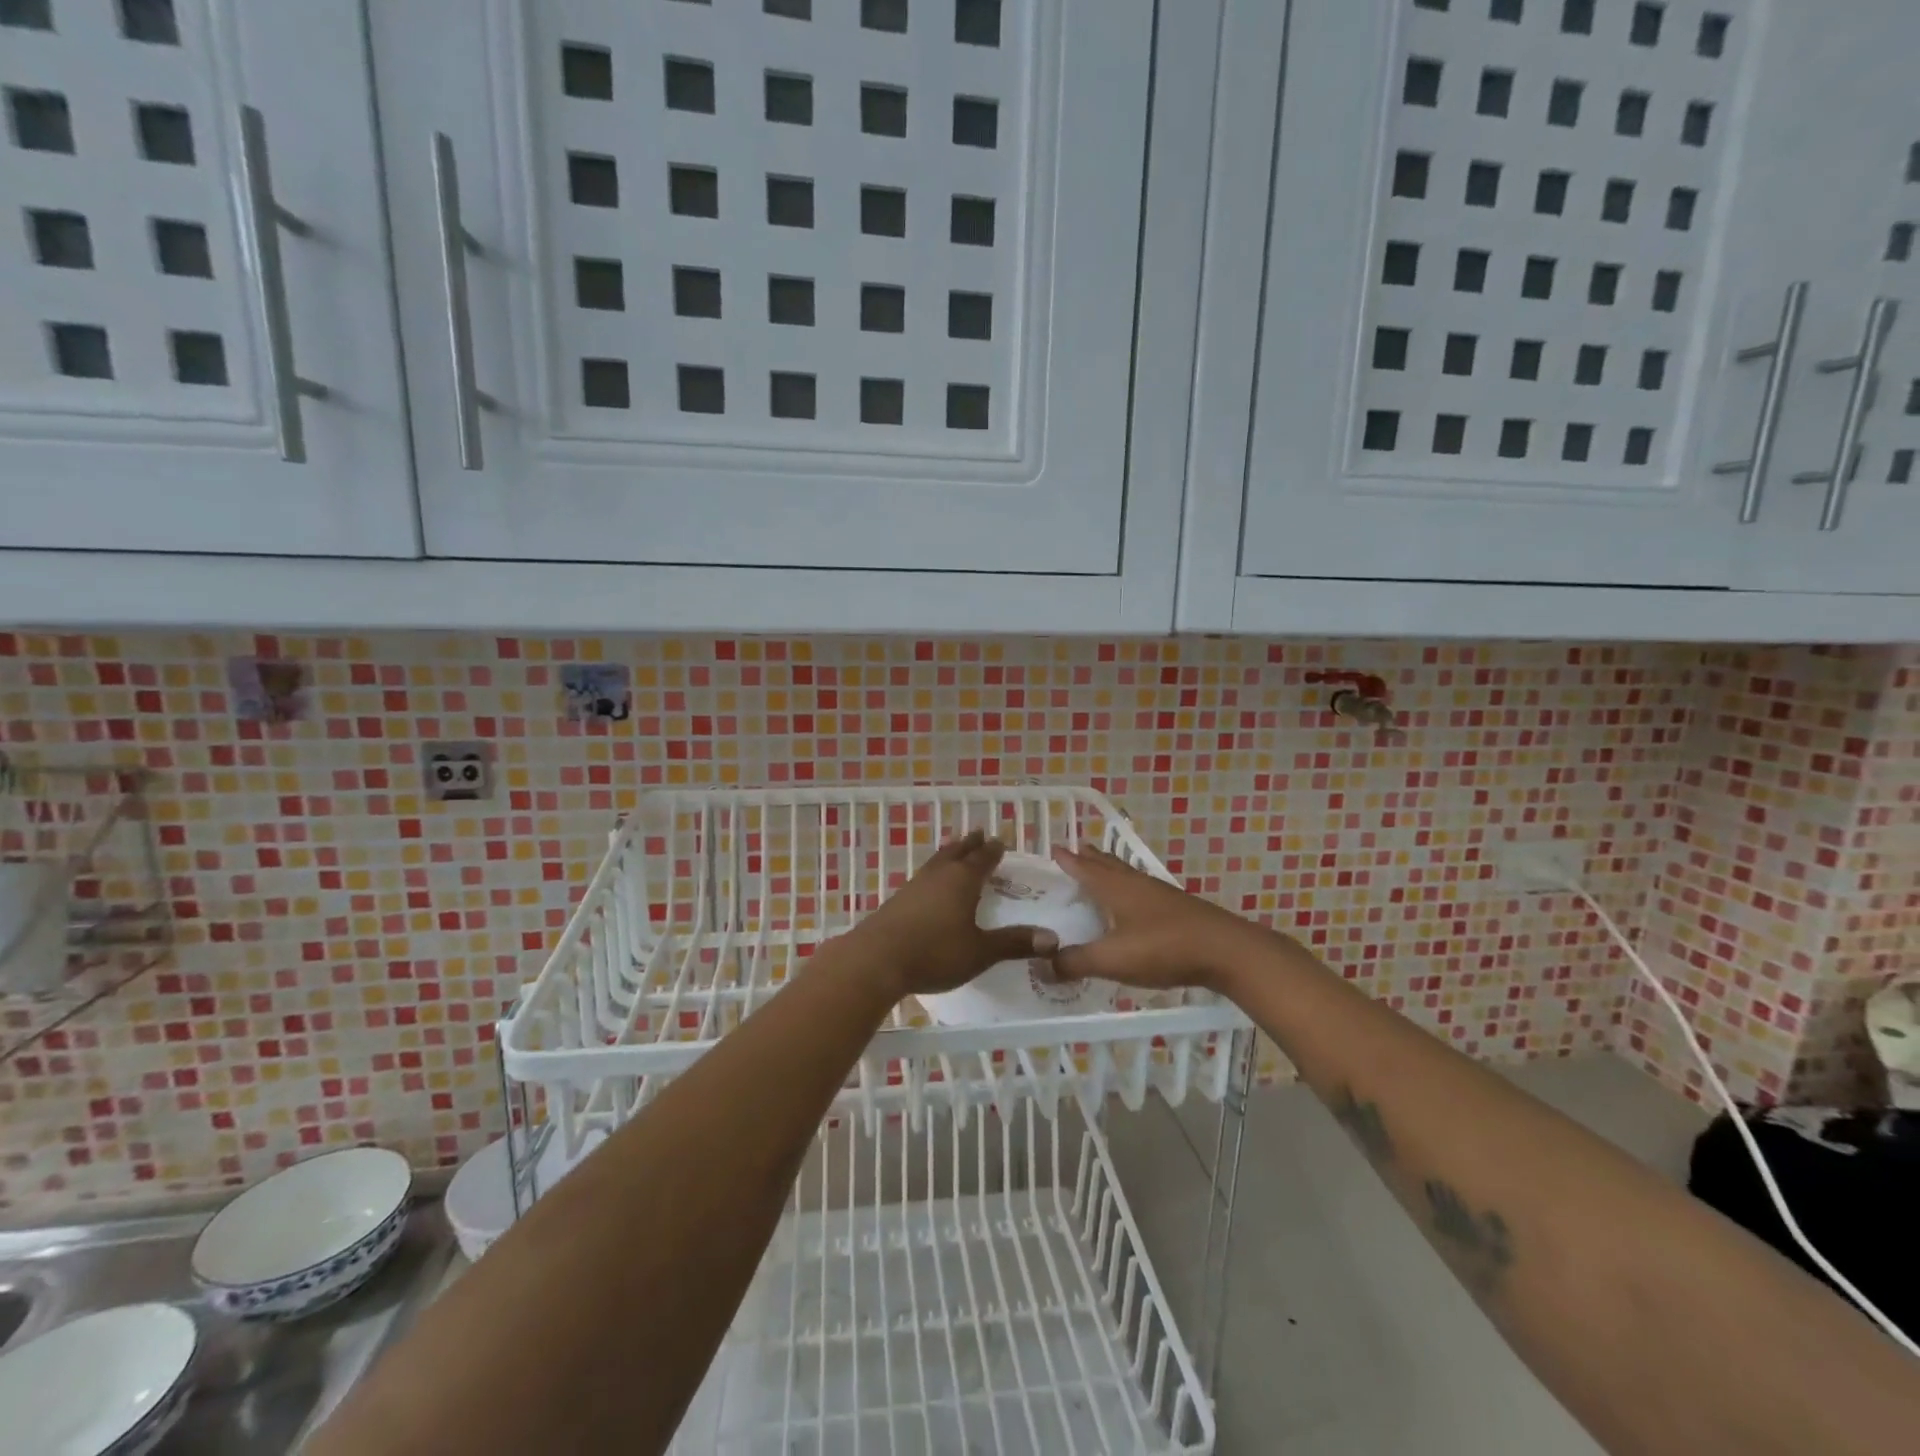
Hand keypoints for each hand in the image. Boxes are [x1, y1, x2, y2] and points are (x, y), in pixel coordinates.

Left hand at [844, 831, 1056, 1000]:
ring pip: (937, 861)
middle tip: (979, 834)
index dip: (994, 850)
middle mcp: (940, 875)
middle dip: (970, 844)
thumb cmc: (935, 952)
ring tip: (955, 851)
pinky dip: (934, 873)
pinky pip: (923, 877)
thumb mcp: (980, 952)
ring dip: (950, 854)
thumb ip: (1014, 943)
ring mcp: (915, 885)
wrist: (876, 959)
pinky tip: (930, 885)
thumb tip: (1053, 939)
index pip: (983, 858)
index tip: (1001, 841)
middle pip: (958, 852)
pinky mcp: (898, 900)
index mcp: (963, 880)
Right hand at [1048, 843, 1273, 992]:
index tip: (1053, 848)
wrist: (1226, 951)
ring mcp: (1160, 895)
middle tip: (1076, 851)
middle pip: (1108, 865)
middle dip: (1090, 858)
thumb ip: (1076, 962)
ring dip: (1111, 871)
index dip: (1068, 860)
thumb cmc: (1164, 947)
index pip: (1085, 868)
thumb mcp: (1113, 959)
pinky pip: (1142, 891)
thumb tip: (1041, 965)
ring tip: (1101, 871)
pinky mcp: (1177, 910)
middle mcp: (1136, 884)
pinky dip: (1128, 890)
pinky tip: (1134, 904)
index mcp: (1116, 888)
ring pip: (1127, 876)